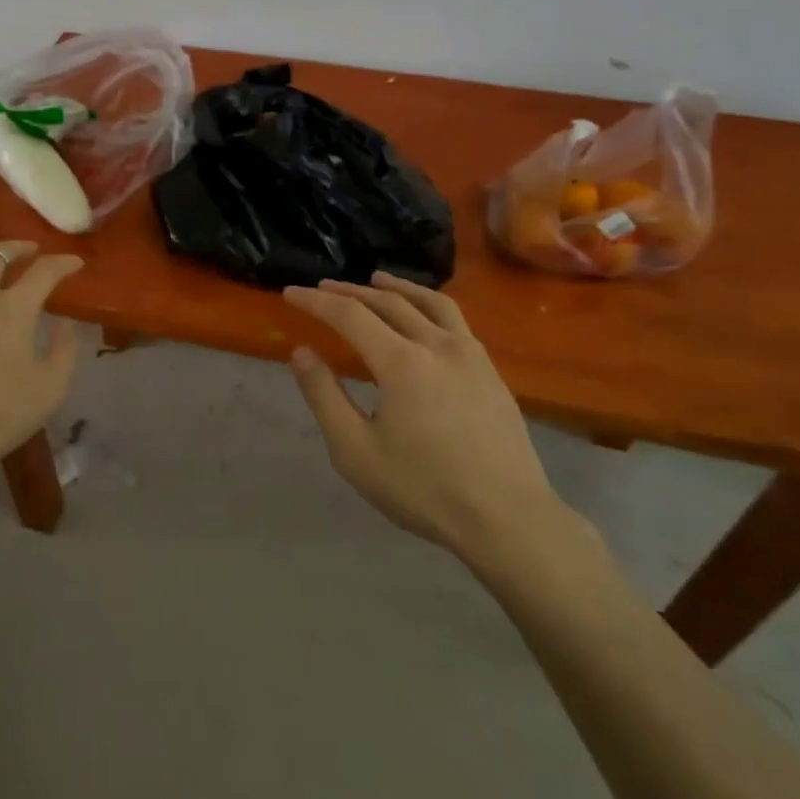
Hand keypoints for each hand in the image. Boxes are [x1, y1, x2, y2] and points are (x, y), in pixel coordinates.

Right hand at [283, 272, 559, 560]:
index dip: (316, 301)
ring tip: (376, 280)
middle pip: (388, 302)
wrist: (508, 518)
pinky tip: (424, 317)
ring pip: (428, 302)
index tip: (291, 293)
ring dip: (396, 287)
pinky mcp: (490, 370)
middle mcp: (436, 344)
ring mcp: (470, 354)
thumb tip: (302, 352)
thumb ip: (324, 396)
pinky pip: (455, 320)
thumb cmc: (423, 489)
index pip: (350, 314)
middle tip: (323, 287)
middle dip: (350, 291)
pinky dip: (428, 305)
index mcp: (401, 362)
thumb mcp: (356, 451)